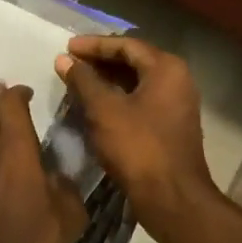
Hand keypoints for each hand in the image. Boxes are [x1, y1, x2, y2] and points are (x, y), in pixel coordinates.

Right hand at [54, 37, 218, 233]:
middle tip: (70, 63)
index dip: (94, 45)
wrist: (172, 197)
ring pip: (137, 82)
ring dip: (108, 81)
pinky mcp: (172, 125)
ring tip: (78, 83)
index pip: (126, 44)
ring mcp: (177, 104)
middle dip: (100, 61)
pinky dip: (118, 98)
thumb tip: (64, 59)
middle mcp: (177, 79)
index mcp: (166, 68)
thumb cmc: (137, 147)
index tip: (67, 47)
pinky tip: (96, 107)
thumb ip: (83, 80)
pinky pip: (142, 100)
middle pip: (134, 61)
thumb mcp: (103, 110)